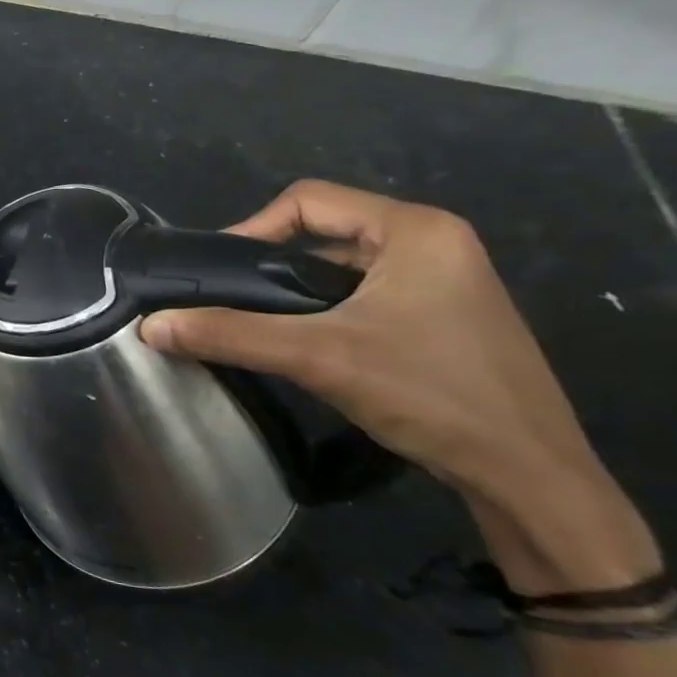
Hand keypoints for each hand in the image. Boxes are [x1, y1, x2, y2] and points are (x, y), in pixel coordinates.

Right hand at [137, 181, 610, 513]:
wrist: (527, 475)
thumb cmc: (430, 394)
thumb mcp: (319, 357)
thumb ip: (229, 334)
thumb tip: (149, 326)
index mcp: (415, 230)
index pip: (308, 200)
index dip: (252, 229)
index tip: (216, 274)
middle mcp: (431, 243)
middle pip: (321, 232)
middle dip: (268, 265)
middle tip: (225, 302)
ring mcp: (439, 281)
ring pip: (337, 267)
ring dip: (291, 292)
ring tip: (252, 325)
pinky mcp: (438, 317)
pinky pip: (359, 294)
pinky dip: (319, 310)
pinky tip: (299, 344)